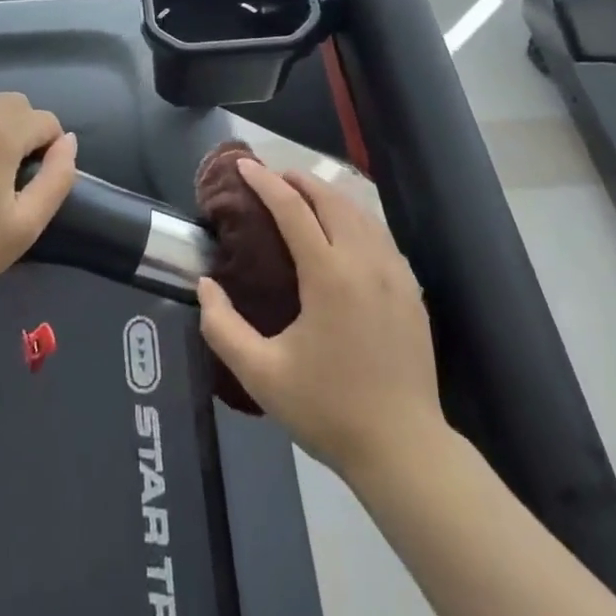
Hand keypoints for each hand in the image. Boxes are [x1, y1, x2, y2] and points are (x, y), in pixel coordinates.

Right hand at [198, 160, 442, 478]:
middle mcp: (364, 261)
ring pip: (360, 211)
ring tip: (303, 195)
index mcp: (329, 275)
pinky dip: (355, 216)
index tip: (243, 165)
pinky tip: (344, 229)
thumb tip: (205, 285)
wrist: (405, 450)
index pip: (292, 209)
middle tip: (272, 177)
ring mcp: (394, 272)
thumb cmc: (329, 410)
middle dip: (298, 179)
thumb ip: (223, 328)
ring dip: (328, 194)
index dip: (265, 182)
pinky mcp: (411, 289)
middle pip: (330, 198)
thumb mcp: (262, 375)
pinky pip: (380, 234)